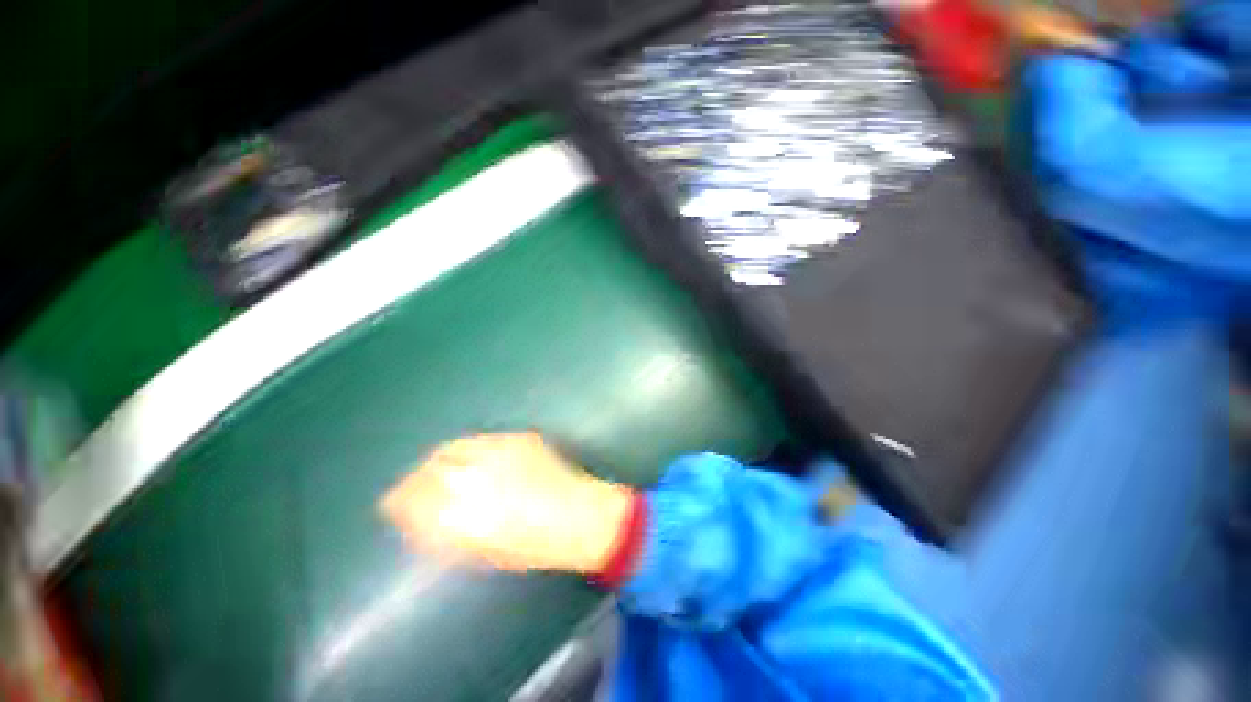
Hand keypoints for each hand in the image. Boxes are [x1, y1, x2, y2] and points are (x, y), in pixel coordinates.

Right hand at [379, 433, 634, 573]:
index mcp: (460, 511)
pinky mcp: (519, 438)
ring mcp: (499, 450)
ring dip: (440, 460)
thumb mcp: (479, 551)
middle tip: (413, 488)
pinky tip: (474, 460)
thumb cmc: (531, 546)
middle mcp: (474, 474)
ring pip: (454, 447)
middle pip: (430, 467)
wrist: (578, 515)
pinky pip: (483, 440)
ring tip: (440, 471)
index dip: (398, 500)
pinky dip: (470, 450)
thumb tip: (417, 521)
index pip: (411, 498)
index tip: (392, 505)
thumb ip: (444, 534)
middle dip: (415, 478)